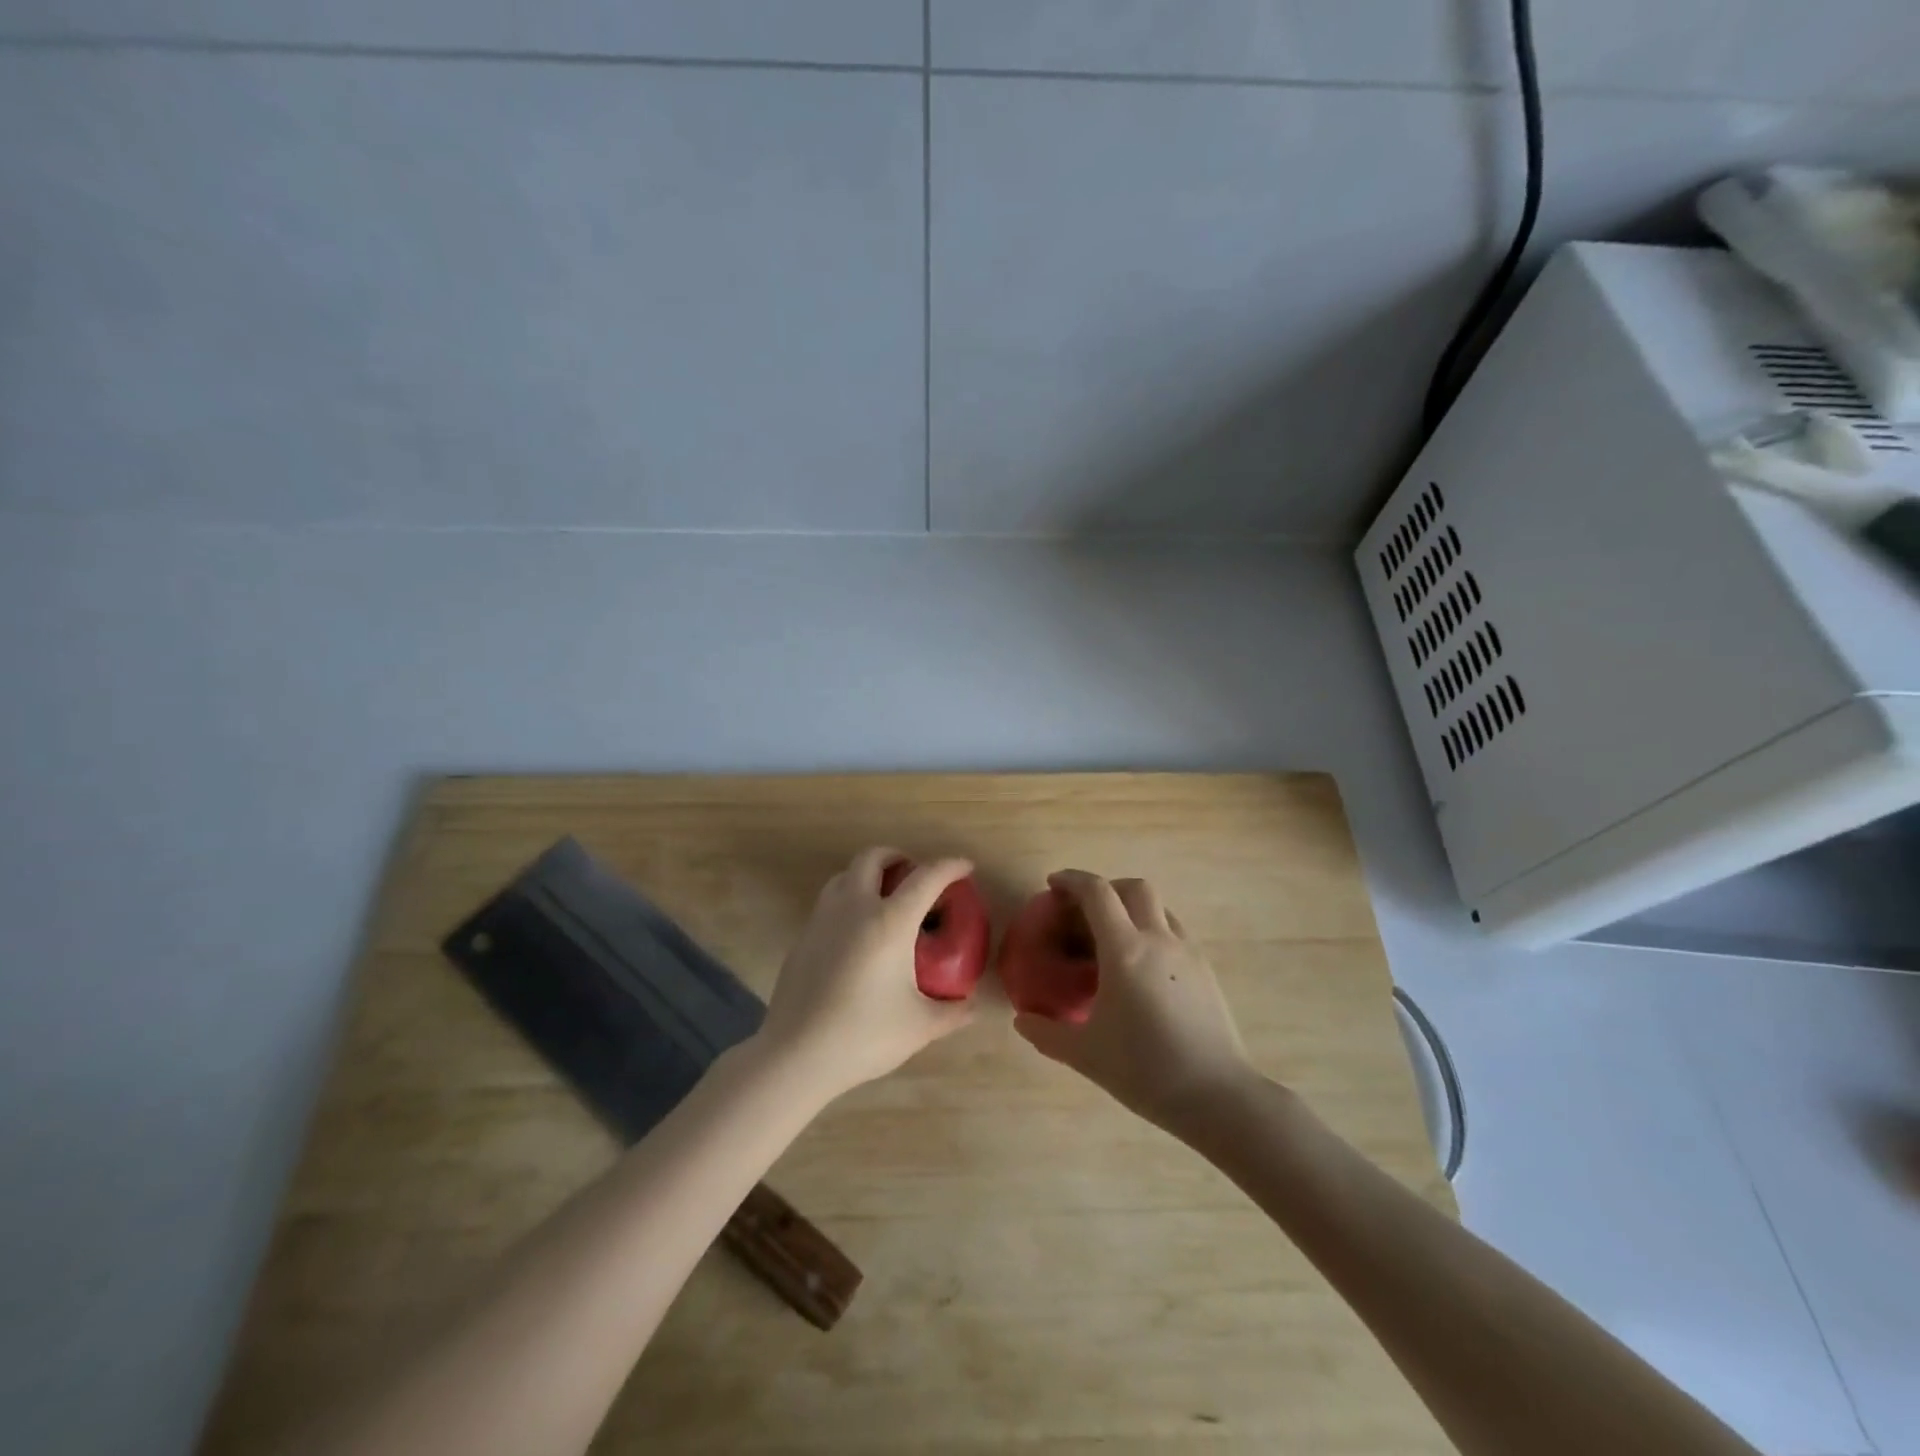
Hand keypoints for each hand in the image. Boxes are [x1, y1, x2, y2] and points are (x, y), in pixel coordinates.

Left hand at [755, 846, 974, 1099]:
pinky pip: (829, 901)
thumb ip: (951, 1012)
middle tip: (914, 875)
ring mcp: (823, 919)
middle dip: (897, 856)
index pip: (926, 877)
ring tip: (884, 899)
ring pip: (845, 875)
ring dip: (868, 874)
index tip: (965, 866)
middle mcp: (854, 907)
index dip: (950, 866)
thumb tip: (971, 1005)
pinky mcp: (803, 937)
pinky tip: (857, 934)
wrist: (795, 1055)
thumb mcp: (919, 1027)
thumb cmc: (863, 1036)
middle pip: (873, 858)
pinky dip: (848, 899)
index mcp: (890, 921)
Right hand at [1014, 870, 1252, 1135]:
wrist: (1218, 1096)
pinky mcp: (1206, 970)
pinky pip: (1174, 931)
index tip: (1053, 885)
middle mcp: (1158, 939)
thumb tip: (1022, 1020)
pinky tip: (1142, 965)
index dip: (1072, 880)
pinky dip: (1152, 929)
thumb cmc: (1146, 1070)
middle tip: (1084, 910)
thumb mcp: (1086, 1055)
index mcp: (1125, 950)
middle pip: (1134, 888)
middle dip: (1106, 888)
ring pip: (1159, 907)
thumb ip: (1047, 1033)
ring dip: (1132, 907)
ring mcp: (1187, 952)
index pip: (1097, 893)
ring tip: (1113, 938)